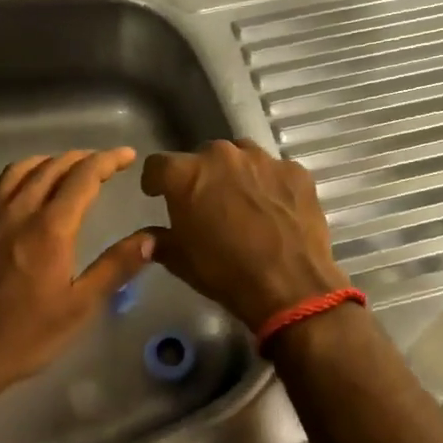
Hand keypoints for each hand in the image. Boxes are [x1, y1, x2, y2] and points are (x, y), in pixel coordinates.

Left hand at [0, 148, 154, 402]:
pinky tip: (18, 197)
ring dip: (47, 162)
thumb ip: (115, 267)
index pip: (83, 177)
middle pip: (51, 167)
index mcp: (49, 227)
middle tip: (103, 161)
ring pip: (18, 171)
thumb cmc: (24, 335)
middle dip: (81, 158)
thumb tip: (151, 238)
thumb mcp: (79, 307)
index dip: (108, 161)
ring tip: (64, 167)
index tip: (127, 155)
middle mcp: (17, 211)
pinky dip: (14, 181)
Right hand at [141, 139, 347, 330]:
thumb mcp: (181, 261)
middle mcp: (222, 155)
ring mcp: (262, 160)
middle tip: (207, 203)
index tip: (158, 194)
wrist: (290, 287)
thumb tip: (147, 238)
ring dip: (236, 174)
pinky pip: (274, 171)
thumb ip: (160, 241)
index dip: (156, 181)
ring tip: (243, 202)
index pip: (157, 165)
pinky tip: (275, 209)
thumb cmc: (226, 273)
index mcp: (187, 174)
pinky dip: (269, 184)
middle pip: (203, 157)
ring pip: (241, 157)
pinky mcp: (295, 171)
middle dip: (201, 176)